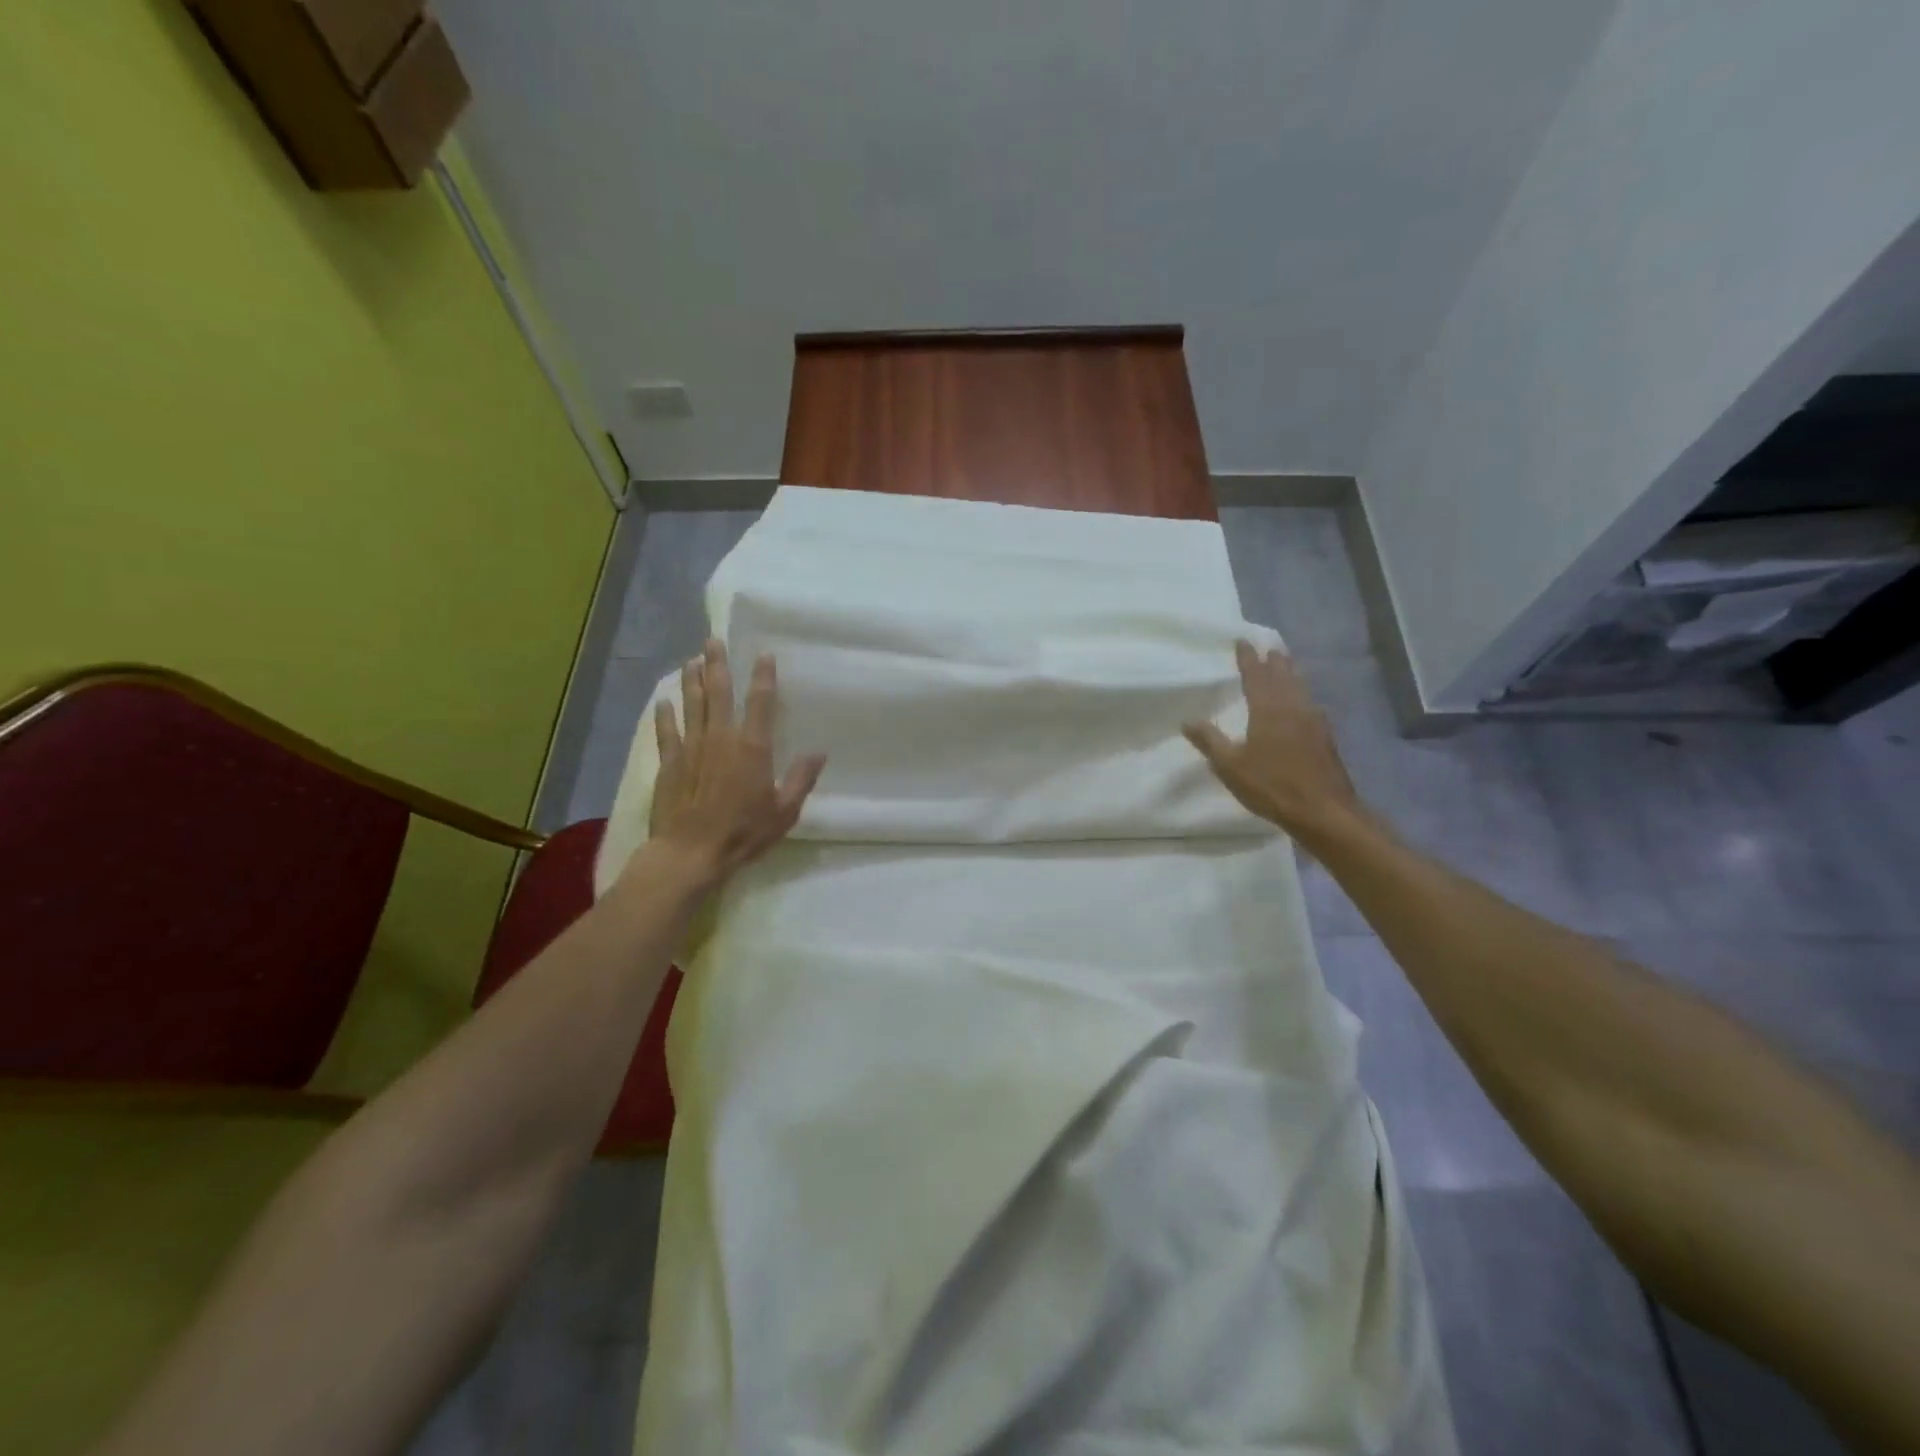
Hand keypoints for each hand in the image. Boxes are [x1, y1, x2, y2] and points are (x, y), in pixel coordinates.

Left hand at [646, 639, 826, 882]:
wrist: (690, 853)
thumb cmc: (743, 833)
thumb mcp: (784, 811)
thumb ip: (801, 779)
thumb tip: (819, 752)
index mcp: (752, 747)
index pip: (760, 702)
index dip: (763, 676)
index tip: (763, 654)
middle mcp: (721, 738)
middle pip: (718, 692)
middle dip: (717, 664)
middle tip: (713, 640)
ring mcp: (691, 748)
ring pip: (691, 704)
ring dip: (692, 680)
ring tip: (692, 660)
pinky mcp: (669, 762)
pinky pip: (666, 732)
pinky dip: (665, 715)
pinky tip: (663, 701)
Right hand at [1183, 641, 1365, 840]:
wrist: (1323, 810)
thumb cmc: (1271, 785)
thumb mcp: (1230, 765)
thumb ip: (1210, 741)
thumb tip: (1187, 720)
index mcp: (1268, 710)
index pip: (1256, 676)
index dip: (1248, 658)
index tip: (1242, 641)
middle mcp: (1293, 708)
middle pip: (1283, 676)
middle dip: (1274, 660)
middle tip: (1269, 646)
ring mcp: (1313, 722)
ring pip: (1300, 688)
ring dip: (1291, 673)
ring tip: (1287, 664)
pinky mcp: (1325, 738)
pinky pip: (1310, 705)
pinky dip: (1303, 695)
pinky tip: (1304, 703)